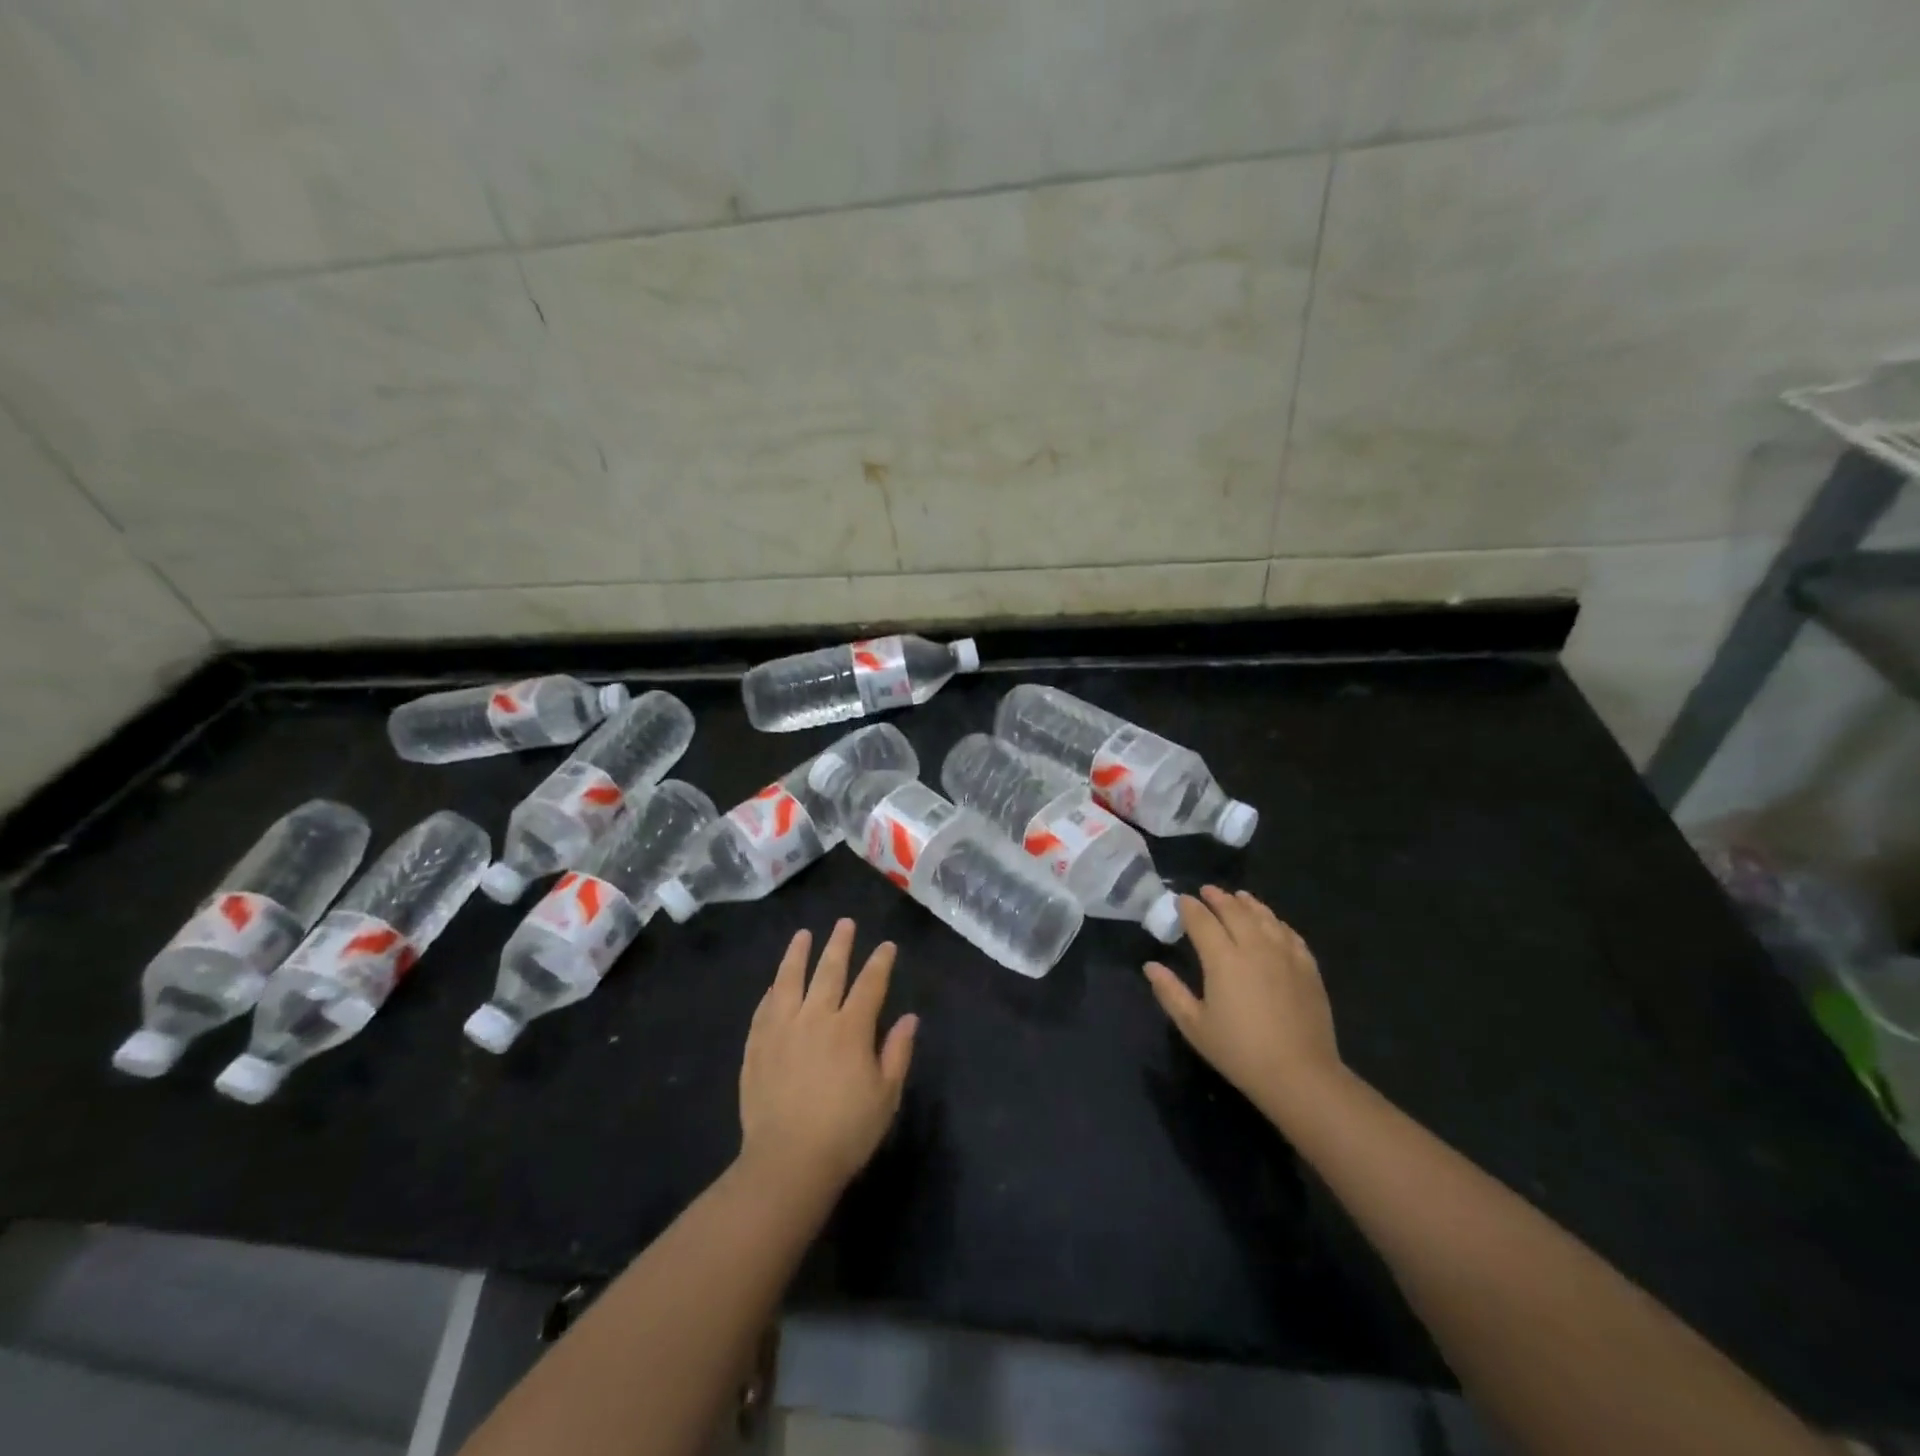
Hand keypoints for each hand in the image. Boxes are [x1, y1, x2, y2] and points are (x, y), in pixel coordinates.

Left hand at [739, 919, 917, 1196]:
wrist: (787, 1162)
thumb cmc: (846, 1132)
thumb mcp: (885, 1096)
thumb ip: (897, 1053)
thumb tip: (910, 1018)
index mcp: (851, 1029)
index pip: (870, 985)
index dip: (880, 963)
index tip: (886, 946)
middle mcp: (816, 1018)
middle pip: (829, 972)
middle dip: (839, 945)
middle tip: (844, 923)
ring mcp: (782, 1030)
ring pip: (790, 980)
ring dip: (798, 955)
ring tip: (803, 935)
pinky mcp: (757, 1046)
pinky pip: (764, 1008)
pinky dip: (773, 990)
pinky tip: (775, 983)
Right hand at [1144, 887, 1342, 1124]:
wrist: (1299, 1074)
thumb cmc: (1239, 1051)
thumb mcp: (1195, 1026)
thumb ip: (1170, 992)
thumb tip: (1150, 966)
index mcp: (1222, 958)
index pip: (1201, 921)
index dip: (1189, 907)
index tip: (1180, 900)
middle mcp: (1254, 946)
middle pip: (1234, 911)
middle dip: (1218, 898)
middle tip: (1207, 891)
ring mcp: (1285, 954)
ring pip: (1264, 917)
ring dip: (1248, 904)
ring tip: (1239, 897)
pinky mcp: (1307, 967)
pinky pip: (1290, 934)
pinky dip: (1276, 922)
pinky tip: (1273, 923)